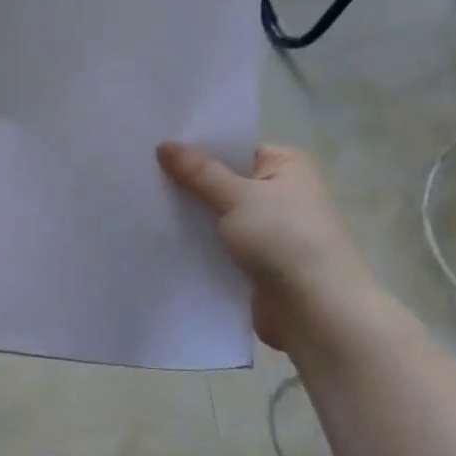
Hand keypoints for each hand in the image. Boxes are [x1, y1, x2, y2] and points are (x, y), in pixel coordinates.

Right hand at [157, 142, 378, 349]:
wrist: (316, 311)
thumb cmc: (285, 239)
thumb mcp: (238, 197)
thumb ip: (199, 172)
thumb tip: (164, 144)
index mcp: (286, 166)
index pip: (233, 148)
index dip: (196, 147)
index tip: (155, 146)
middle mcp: (280, 193)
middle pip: (222, 181)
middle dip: (187, 183)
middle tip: (139, 173)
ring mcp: (267, 229)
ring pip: (217, 215)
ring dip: (190, 215)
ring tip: (141, 202)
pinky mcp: (255, 262)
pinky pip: (218, 244)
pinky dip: (197, 242)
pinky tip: (160, 237)